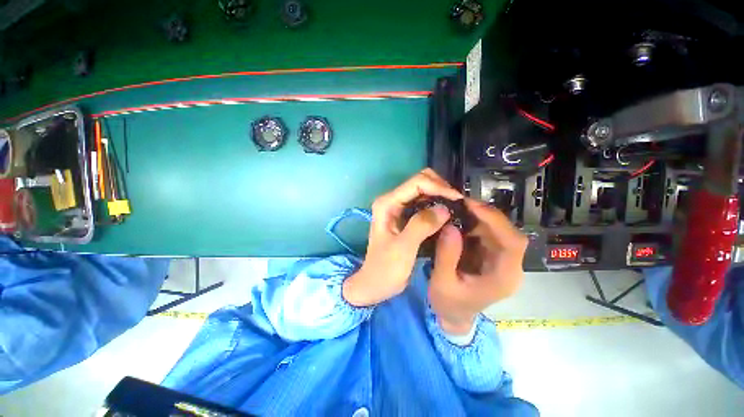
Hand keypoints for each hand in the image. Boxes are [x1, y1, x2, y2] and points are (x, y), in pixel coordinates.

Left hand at [343, 169, 462, 306]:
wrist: (374, 283)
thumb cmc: (385, 268)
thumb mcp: (403, 248)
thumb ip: (421, 225)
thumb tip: (445, 208)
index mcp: (387, 203)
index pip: (416, 183)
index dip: (439, 187)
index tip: (458, 199)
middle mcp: (392, 200)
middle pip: (420, 182)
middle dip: (441, 188)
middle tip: (458, 203)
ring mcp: (398, 208)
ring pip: (423, 191)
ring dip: (440, 195)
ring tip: (457, 207)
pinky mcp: (405, 216)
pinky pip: (424, 203)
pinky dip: (437, 205)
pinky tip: (447, 214)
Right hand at [429, 198, 527, 334]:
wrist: (454, 315)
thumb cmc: (449, 304)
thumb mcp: (442, 283)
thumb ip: (447, 256)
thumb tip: (450, 226)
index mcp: (503, 277)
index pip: (513, 243)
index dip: (496, 221)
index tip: (472, 206)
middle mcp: (508, 266)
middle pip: (508, 233)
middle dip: (486, 215)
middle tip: (461, 203)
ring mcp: (500, 260)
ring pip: (497, 230)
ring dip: (478, 217)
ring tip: (457, 208)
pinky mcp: (490, 255)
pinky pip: (486, 233)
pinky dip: (473, 223)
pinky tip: (459, 219)